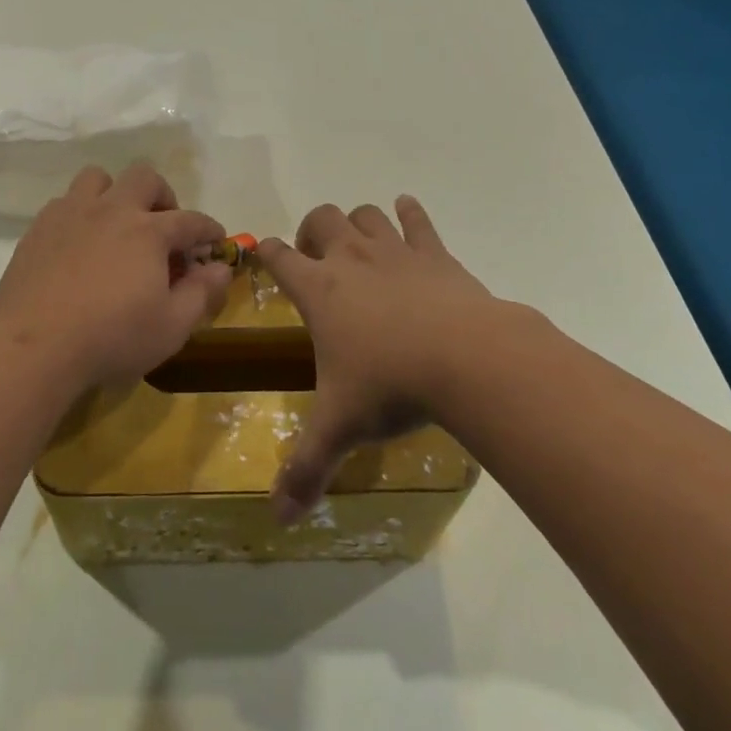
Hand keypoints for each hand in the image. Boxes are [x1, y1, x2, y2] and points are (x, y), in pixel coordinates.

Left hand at [0, 163, 231, 389]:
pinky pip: (64, 202)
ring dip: (114, 194)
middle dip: (162, 196)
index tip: (215, 241)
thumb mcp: (171, 327)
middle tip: (163, 228)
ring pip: (98, 178)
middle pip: (144, 178)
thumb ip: (202, 293)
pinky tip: (80, 244)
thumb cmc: (112, 337)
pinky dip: (80, 214)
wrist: (36, 346)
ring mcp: (71, 214)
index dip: (208, 229)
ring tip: (117, 225)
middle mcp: (112, 210)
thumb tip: (222, 268)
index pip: (190, 220)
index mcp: (148, 231)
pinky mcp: (39, 228)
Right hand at [258, 196, 496, 522]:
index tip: (264, 256)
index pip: (278, 256)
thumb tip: (279, 518)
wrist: (467, 358)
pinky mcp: (434, 253)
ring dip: (358, 222)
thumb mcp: (341, 428)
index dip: (266, 252)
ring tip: (360, 245)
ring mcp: (394, 250)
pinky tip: (408, 213)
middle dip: (312, 230)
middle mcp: (350, 258)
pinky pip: (417, 219)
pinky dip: (409, 213)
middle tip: (316, 259)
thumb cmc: (391, 385)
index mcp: (319, 290)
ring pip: (366, 213)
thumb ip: (307, 469)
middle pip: (321, 218)